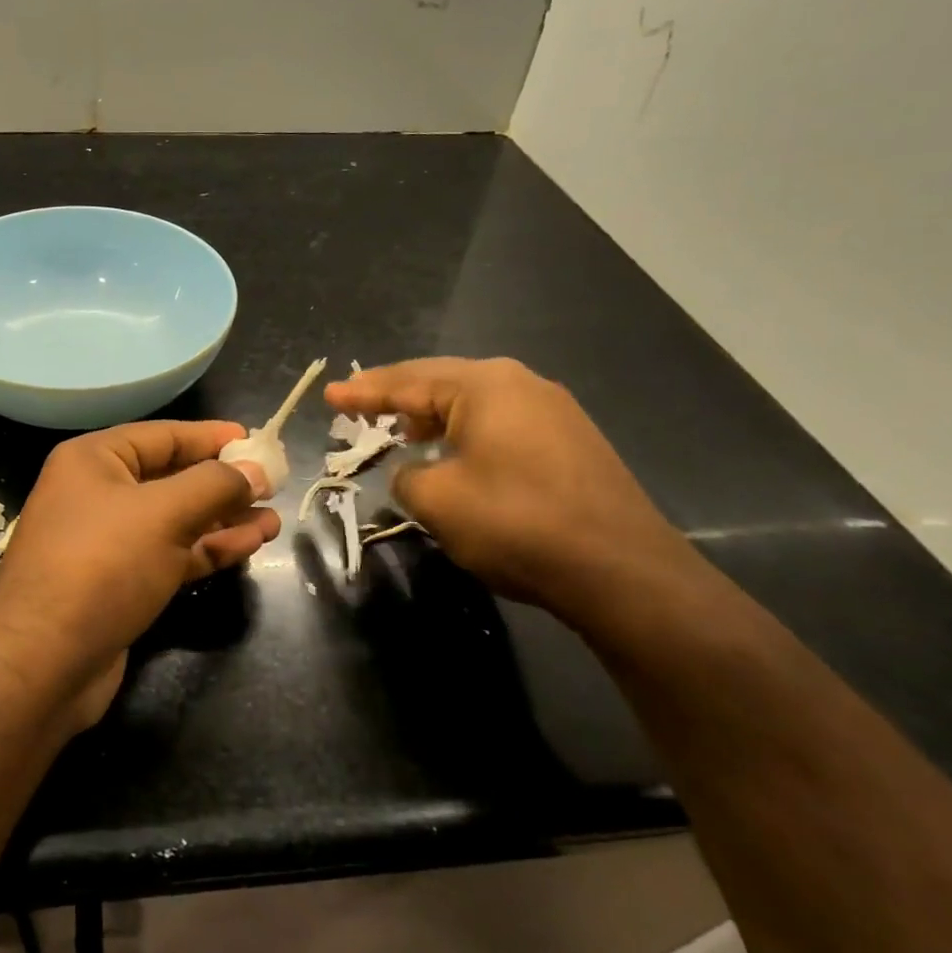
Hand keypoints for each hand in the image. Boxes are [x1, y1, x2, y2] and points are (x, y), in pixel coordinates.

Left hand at [0, 420, 280, 730]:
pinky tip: (249, 544)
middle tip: (274, 485)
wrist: (42, 663)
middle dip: (223, 483)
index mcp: (94, 461)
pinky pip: (171, 554)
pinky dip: (208, 549)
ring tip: (272, 520)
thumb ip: (215, 485)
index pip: (163, 436)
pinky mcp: (120, 583)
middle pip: (172, 478)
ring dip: (223, 519)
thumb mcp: (163, 514)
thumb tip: (256, 469)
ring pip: (176, 520)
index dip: (211, 437)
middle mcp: (97, 494)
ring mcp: (108, 542)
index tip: (256, 440)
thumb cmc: (101, 566)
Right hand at [325, 358, 698, 626]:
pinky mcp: (570, 441)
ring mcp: (553, 411)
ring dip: (432, 416)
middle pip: (442, 382)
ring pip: (474, 403)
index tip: (330, 394)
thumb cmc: (518, 524)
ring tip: (401, 430)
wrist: (621, 570)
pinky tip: (454, 453)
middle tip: (358, 405)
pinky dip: (465, 432)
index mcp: (485, 386)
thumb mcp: (438, 501)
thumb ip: (407, 476)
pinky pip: (500, 423)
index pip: (408, 381)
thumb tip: (413, 471)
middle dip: (397, 396)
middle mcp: (521, 384)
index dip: (364, 392)